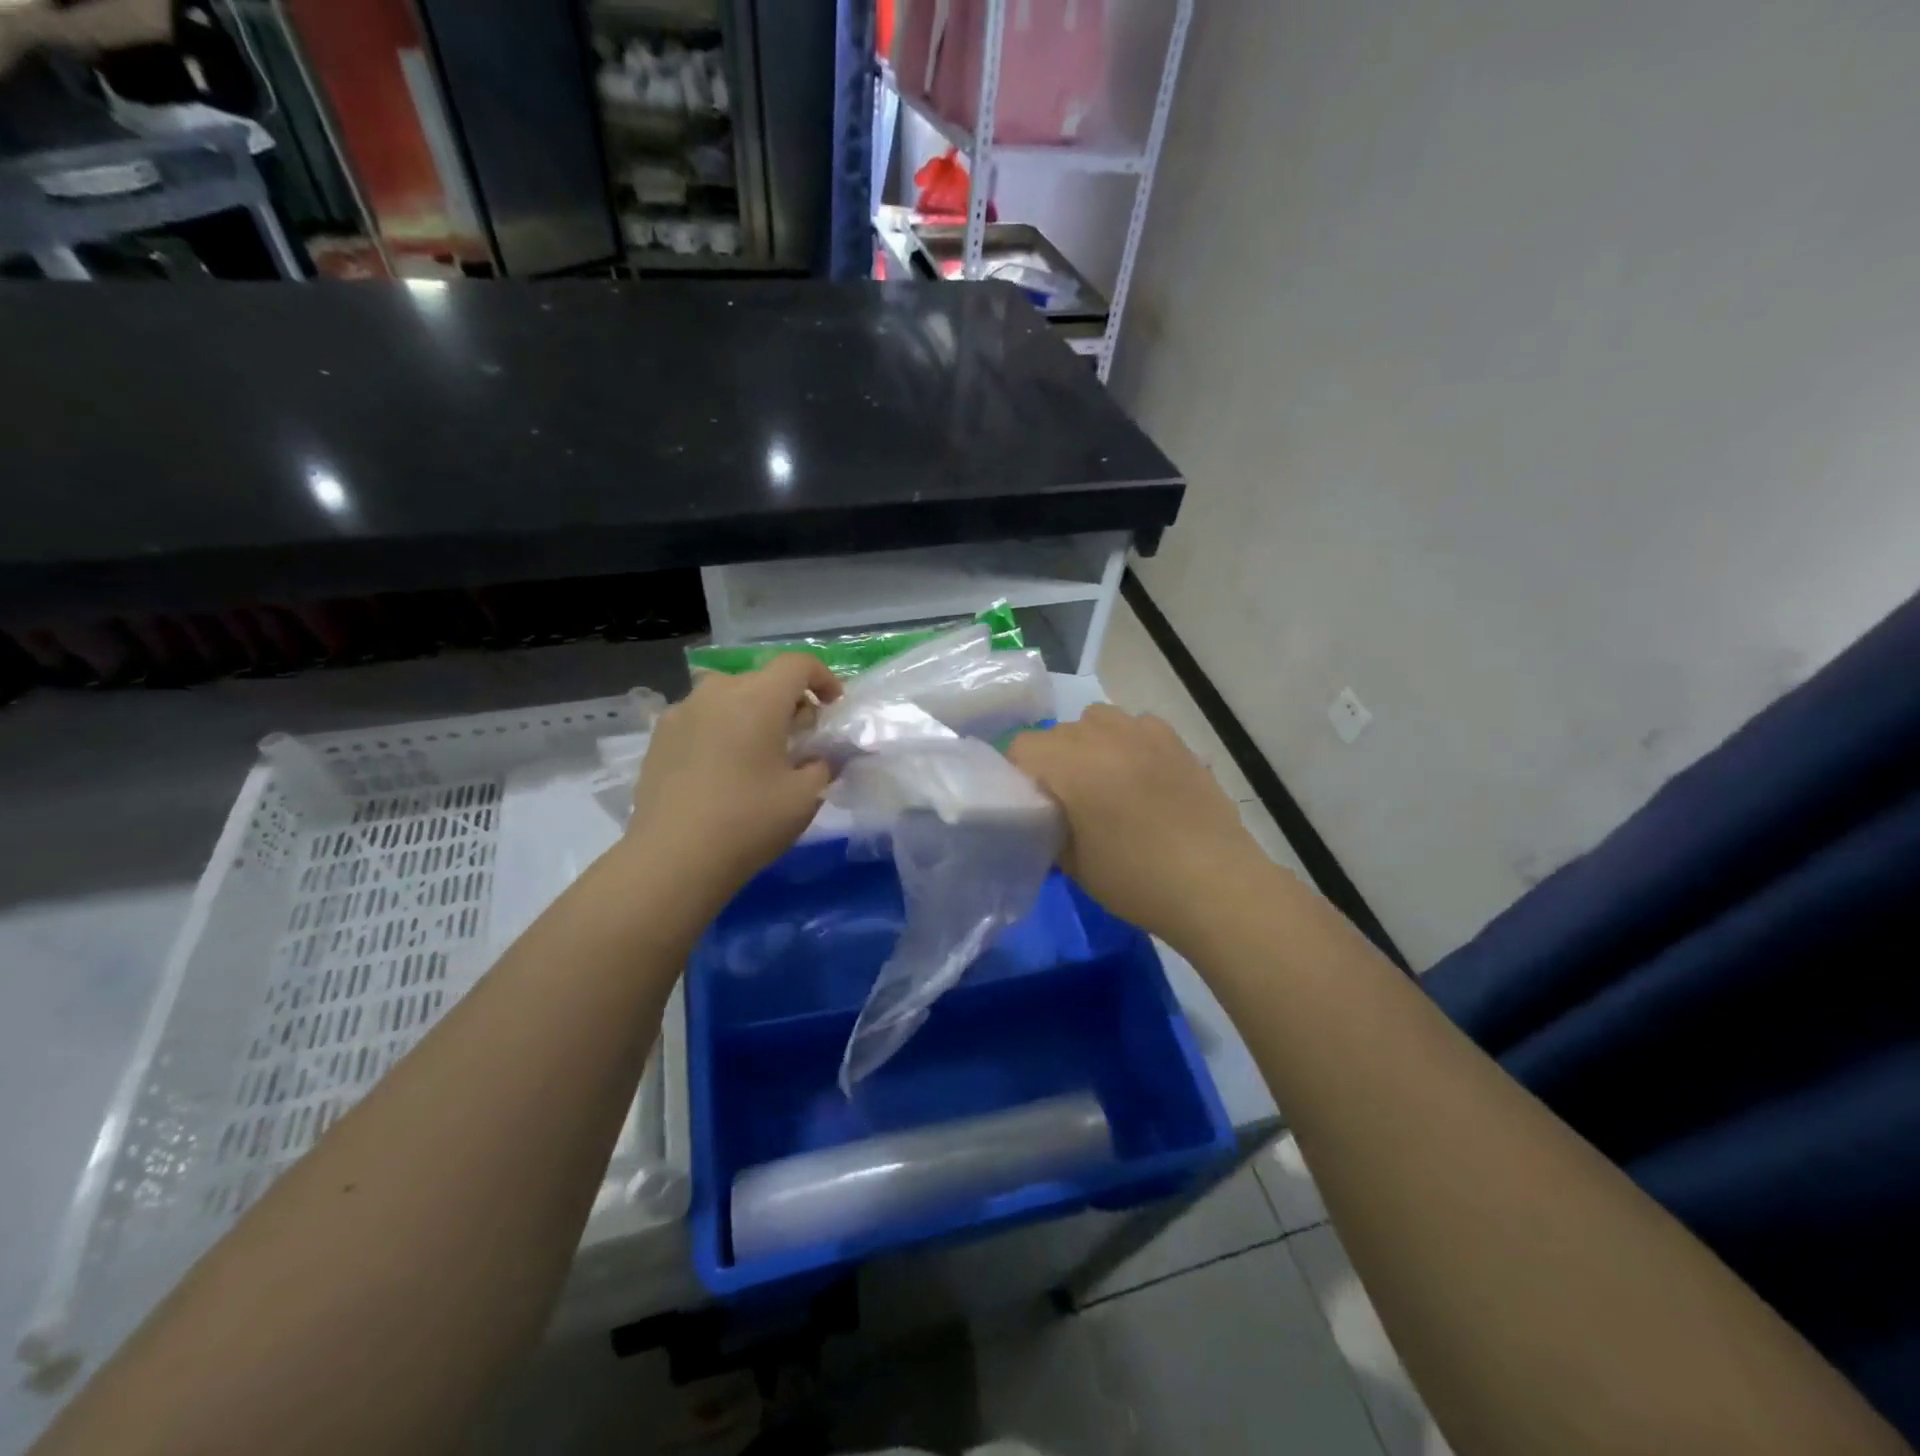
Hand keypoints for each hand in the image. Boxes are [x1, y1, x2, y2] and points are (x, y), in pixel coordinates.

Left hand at [628, 654, 841, 901]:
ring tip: (760, 753)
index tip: (834, 707)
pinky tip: (724, 769)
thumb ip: (824, 764)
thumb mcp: (806, 796)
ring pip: (729, 697)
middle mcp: (717, 692)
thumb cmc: (749, 821)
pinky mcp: (659, 736)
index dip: (823, 678)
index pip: (798, 664)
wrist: (673, 858)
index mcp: (758, 697)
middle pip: (763, 679)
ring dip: (752, 714)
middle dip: (789, 701)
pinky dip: (722, 730)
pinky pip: (702, 718)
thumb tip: (823, 755)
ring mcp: (682, 712)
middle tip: (801, 738)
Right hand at [1009, 704, 1260, 943]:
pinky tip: (1140, 775)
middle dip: (1052, 760)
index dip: (1017, 774)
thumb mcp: (1074, 865)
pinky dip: (1129, 742)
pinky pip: (1138, 726)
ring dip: (1089, 743)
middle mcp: (1105, 735)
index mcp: (1072, 762)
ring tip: (1102, 780)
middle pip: (1059, 733)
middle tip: (1064, 801)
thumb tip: (1047, 817)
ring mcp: (1145, 733)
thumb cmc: (1136, 879)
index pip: (1022, 746)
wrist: (1215, 884)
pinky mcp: (1177, 742)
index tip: (1028, 805)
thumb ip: (1049, 830)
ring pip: (1098, 719)